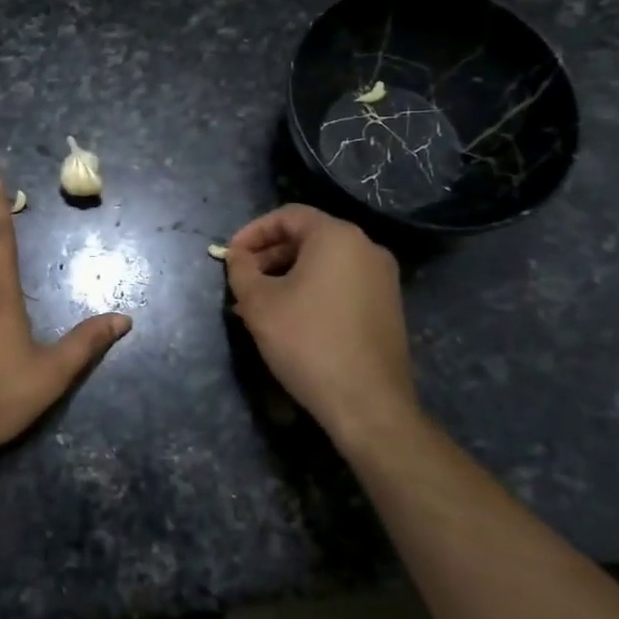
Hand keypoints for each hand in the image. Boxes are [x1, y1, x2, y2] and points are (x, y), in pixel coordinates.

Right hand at [224, 204, 421, 445]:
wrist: (367, 403)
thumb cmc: (307, 342)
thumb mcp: (258, 303)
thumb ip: (241, 269)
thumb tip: (237, 255)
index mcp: (337, 237)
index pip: (288, 216)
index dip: (253, 232)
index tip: (230, 255)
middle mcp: (366, 248)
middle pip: (308, 238)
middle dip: (269, 256)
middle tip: (242, 281)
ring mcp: (383, 279)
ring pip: (324, 263)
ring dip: (287, 276)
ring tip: (259, 305)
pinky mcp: (388, 307)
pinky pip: (341, 284)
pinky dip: (312, 290)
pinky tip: (290, 319)